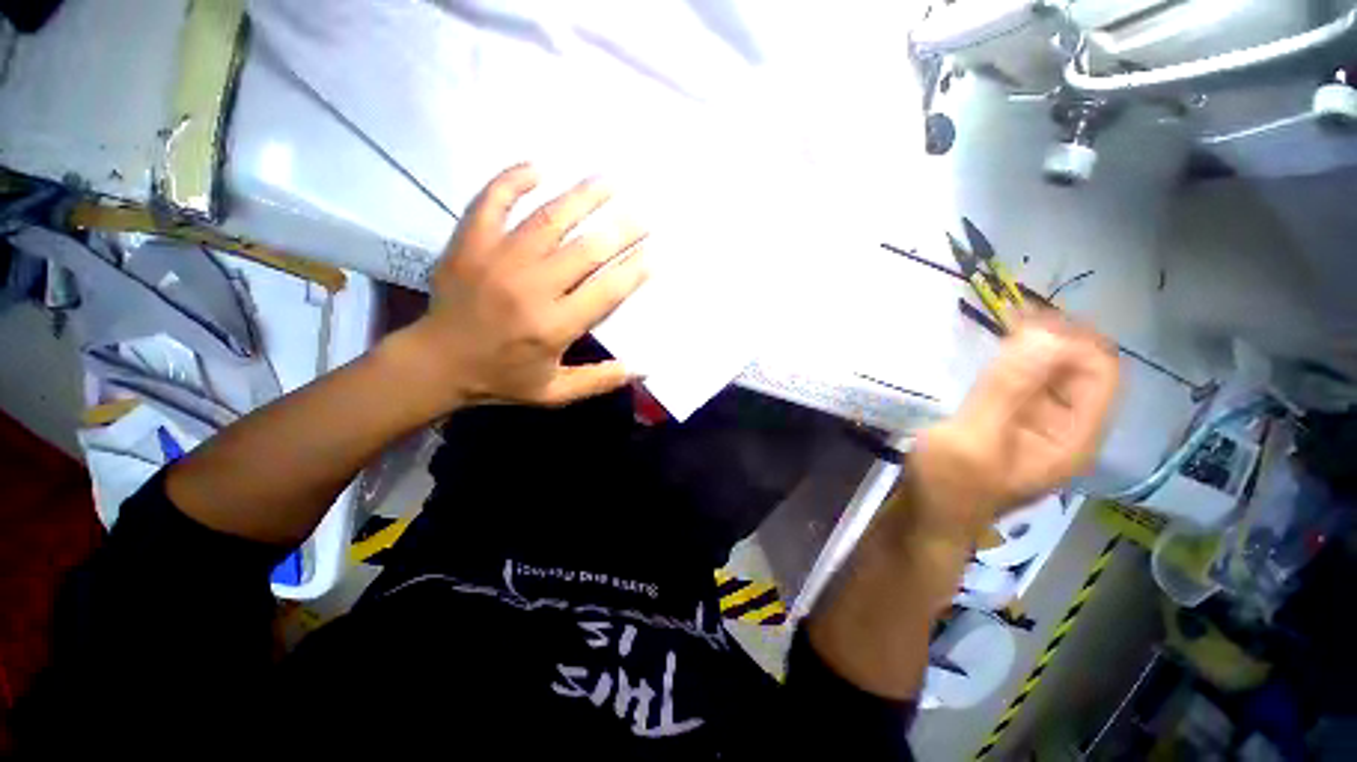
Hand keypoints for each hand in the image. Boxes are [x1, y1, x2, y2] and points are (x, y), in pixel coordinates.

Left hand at [390, 163, 648, 412]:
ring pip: (548, 219)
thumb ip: (600, 380)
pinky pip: (491, 201)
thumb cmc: (502, 379)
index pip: (606, 292)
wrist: (436, 363)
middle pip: (586, 251)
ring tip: (609, 181)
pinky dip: (512, 180)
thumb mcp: (555, 392)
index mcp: (553, 326)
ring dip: (583, 197)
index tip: (654, 254)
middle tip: (643, 216)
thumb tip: (643, 368)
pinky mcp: (469, 243)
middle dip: (621, 230)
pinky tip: (538, 167)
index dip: (634, 271)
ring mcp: (497, 260)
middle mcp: (531, 288)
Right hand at [893, 313, 1119, 549]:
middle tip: (1006, 313)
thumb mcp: (975, 437)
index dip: (1069, 337)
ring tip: (997, 324)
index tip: (1021, 318)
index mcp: (1073, 436)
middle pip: (1079, 367)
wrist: (927, 517)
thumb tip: (1043, 332)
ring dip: (1030, 346)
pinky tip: (986, 353)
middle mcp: (1066, 427)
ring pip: (1050, 373)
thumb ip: (1008, 389)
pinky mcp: (1010, 423)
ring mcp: (1037, 426)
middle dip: (1051, 336)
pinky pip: (1023, 384)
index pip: (1098, 369)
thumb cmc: (950, 484)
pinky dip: (1010, 362)